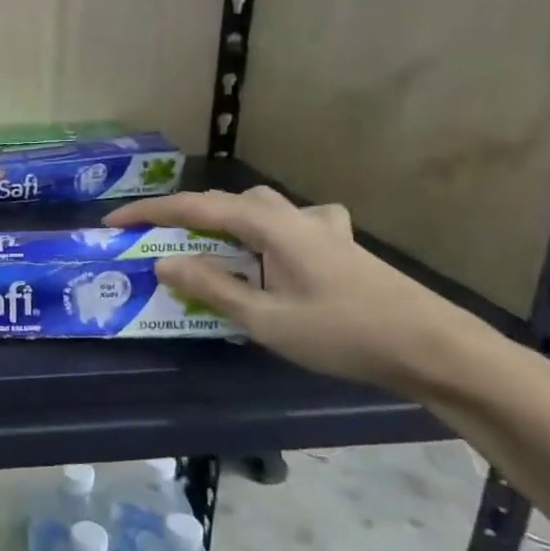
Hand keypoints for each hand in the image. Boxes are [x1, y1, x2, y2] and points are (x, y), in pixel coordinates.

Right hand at [104, 187, 492, 397]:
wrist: (437, 349)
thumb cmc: (344, 333)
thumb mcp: (265, 319)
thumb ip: (211, 288)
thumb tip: (164, 263)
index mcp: (270, 227)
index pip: (195, 207)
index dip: (149, 213)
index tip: (112, 223)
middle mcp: (293, 216)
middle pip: (227, 202)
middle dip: (186, 215)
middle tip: (158, 239)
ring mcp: (323, 228)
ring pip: (260, 209)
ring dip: (225, 221)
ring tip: (209, 248)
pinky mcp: (342, 245)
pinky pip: (292, 224)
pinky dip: (268, 232)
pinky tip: (279, 253)